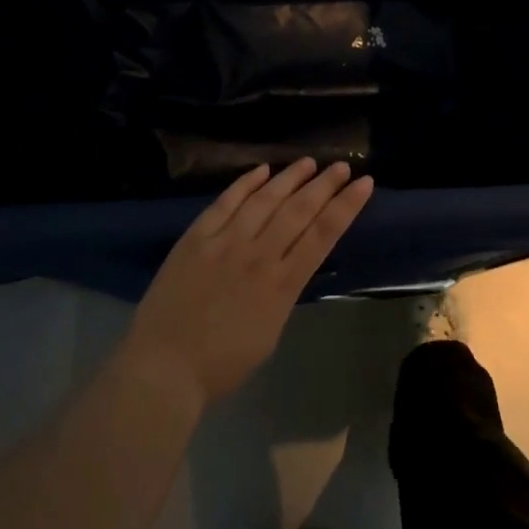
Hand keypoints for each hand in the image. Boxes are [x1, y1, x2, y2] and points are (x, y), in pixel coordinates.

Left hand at [120, 159, 374, 412]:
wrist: (163, 366)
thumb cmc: (220, 365)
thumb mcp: (268, 335)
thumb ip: (280, 296)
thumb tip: (285, 268)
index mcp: (282, 286)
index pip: (322, 236)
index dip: (346, 207)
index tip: (364, 184)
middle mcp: (259, 256)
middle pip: (298, 211)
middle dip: (324, 186)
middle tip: (342, 166)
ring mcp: (225, 242)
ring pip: (265, 200)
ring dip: (290, 178)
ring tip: (309, 162)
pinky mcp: (196, 237)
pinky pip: (225, 203)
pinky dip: (245, 184)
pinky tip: (262, 170)